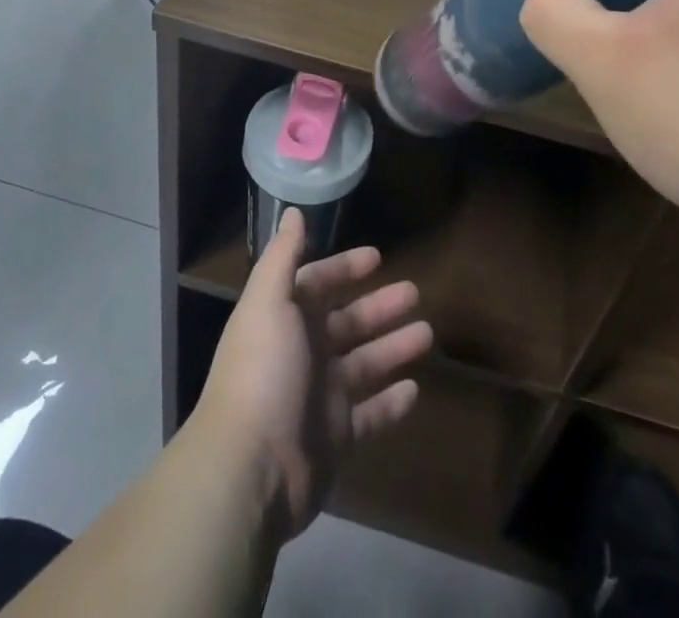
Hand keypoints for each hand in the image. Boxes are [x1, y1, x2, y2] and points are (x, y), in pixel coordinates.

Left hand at [192, 209, 432, 538]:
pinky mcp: (335, 438)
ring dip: (392, 348)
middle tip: (416, 293)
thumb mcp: (269, 301)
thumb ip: (283, 255)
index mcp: (284, 319)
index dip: (345, 268)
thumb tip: (293, 211)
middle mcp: (301, 353)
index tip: (378, 257)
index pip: (318, 284)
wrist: (250, 468)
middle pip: (347, 322)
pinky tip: (415, 389)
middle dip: (379, 306)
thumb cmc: (263, 371)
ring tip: (428, 334)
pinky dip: (391, 403)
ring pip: (364, 364)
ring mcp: (319, 397)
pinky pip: (370, 415)